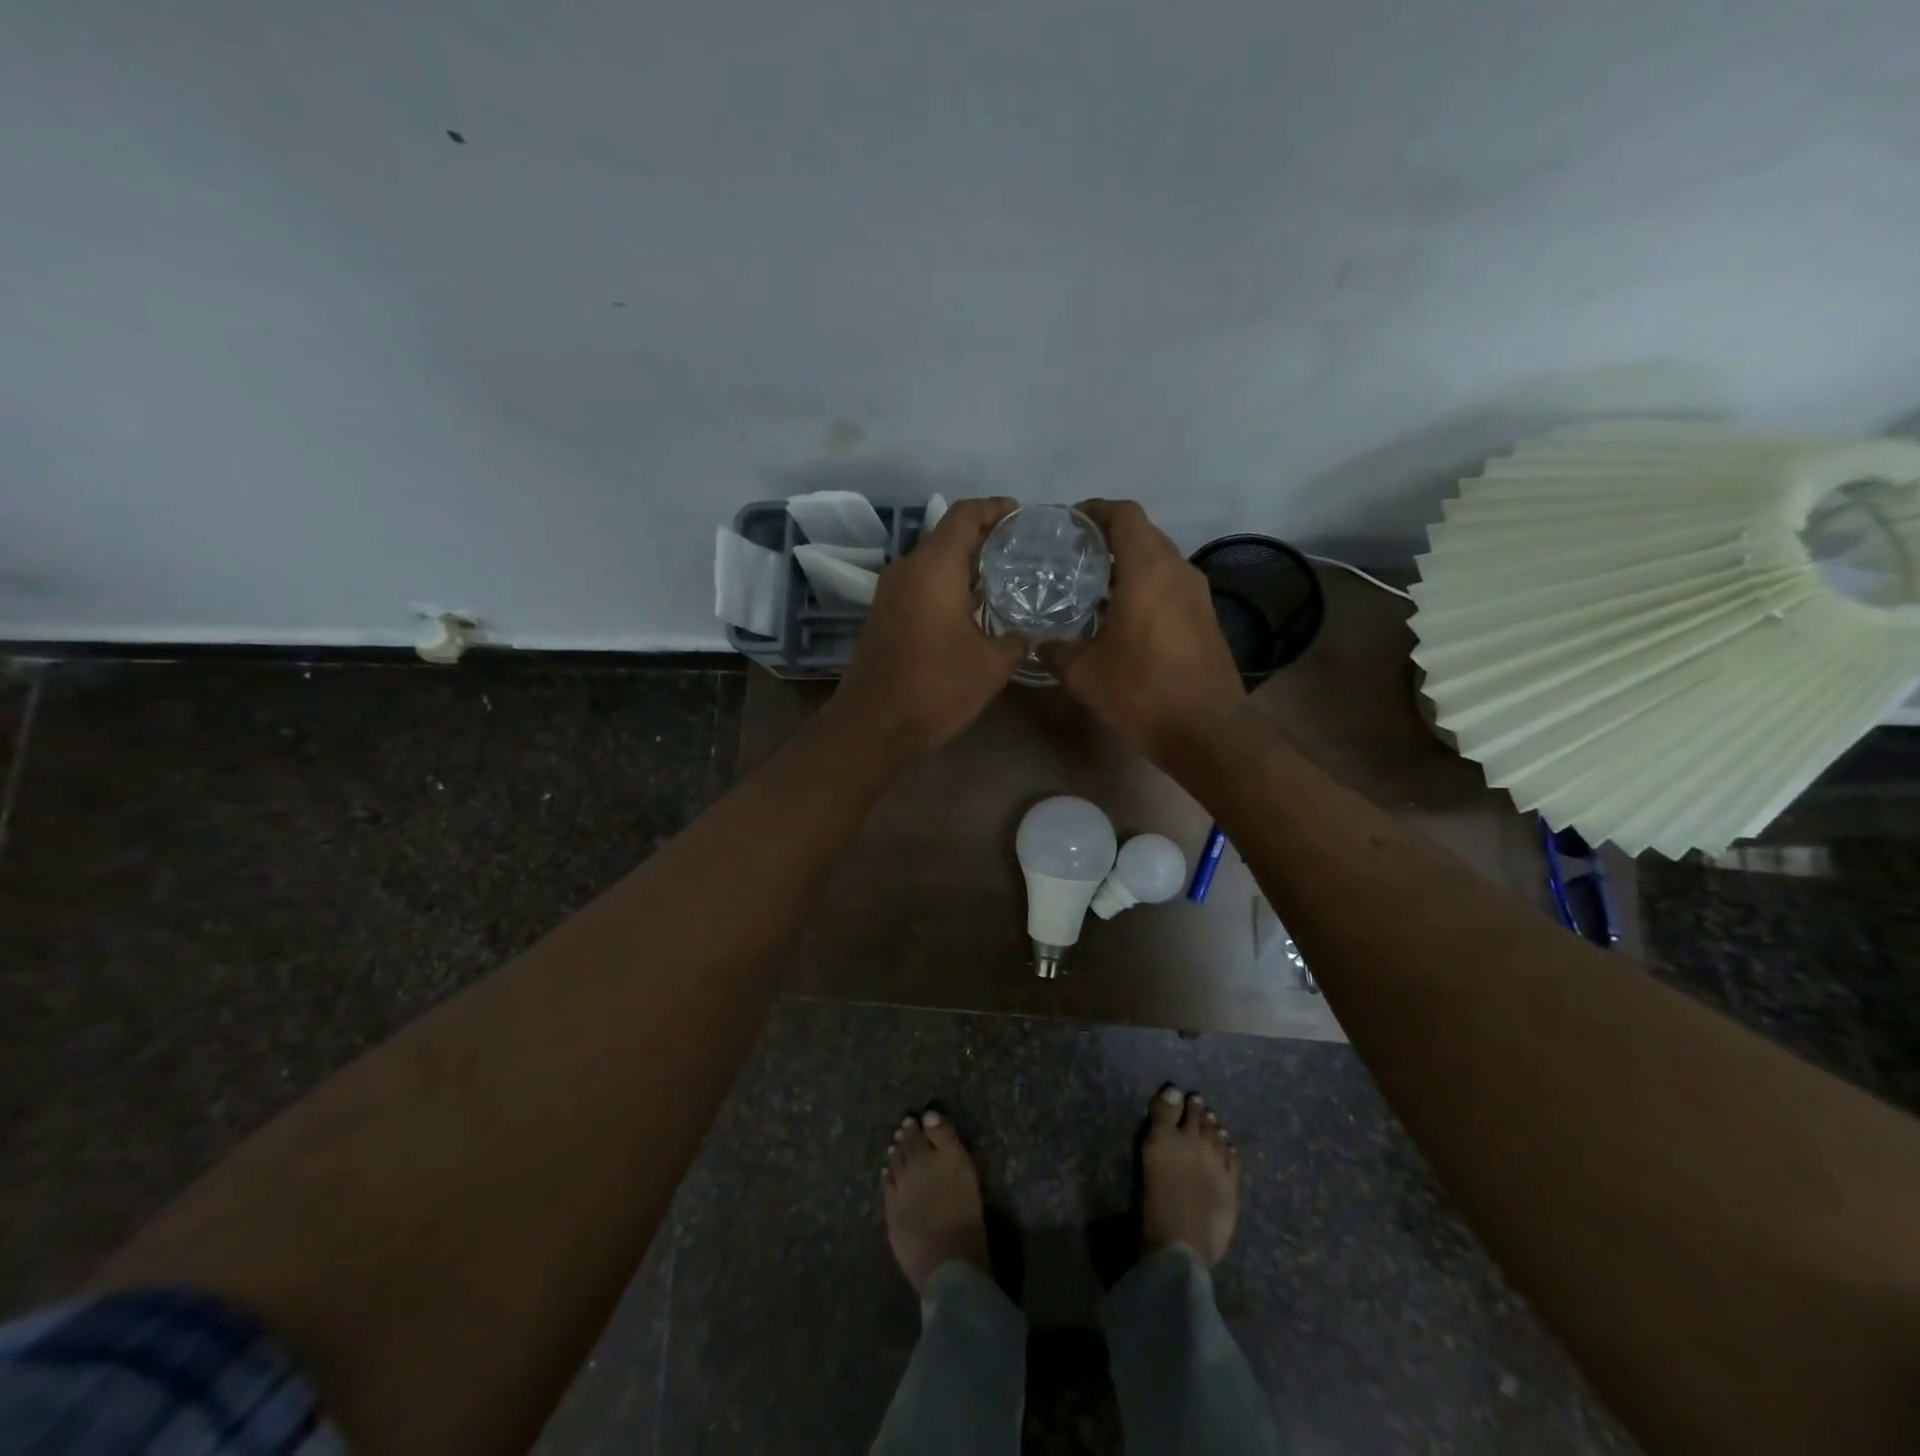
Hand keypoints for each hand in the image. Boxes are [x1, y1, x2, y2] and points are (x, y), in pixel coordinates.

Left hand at [829, 497, 1025, 756]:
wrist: (873, 725)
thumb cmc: (935, 688)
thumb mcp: (991, 666)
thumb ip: (1015, 640)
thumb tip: (1026, 634)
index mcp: (933, 568)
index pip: (964, 515)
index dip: (995, 508)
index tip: (1022, 515)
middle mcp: (906, 570)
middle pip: (948, 536)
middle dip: (985, 538)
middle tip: (1022, 550)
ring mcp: (889, 593)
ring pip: (933, 563)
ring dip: (965, 565)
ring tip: (1003, 578)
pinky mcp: (883, 615)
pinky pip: (921, 585)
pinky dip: (947, 586)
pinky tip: (973, 608)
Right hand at [1043, 500, 1244, 758]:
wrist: (1206, 731)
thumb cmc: (1141, 692)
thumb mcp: (1083, 673)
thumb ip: (1056, 650)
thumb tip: (1040, 644)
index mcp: (1148, 569)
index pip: (1124, 514)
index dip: (1095, 510)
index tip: (1069, 523)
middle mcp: (1179, 570)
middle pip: (1143, 533)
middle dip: (1109, 537)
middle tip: (1073, 556)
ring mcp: (1198, 594)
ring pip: (1160, 560)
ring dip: (1129, 564)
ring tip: (1094, 586)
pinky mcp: (1207, 618)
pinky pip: (1171, 586)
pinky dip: (1146, 587)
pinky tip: (1123, 616)